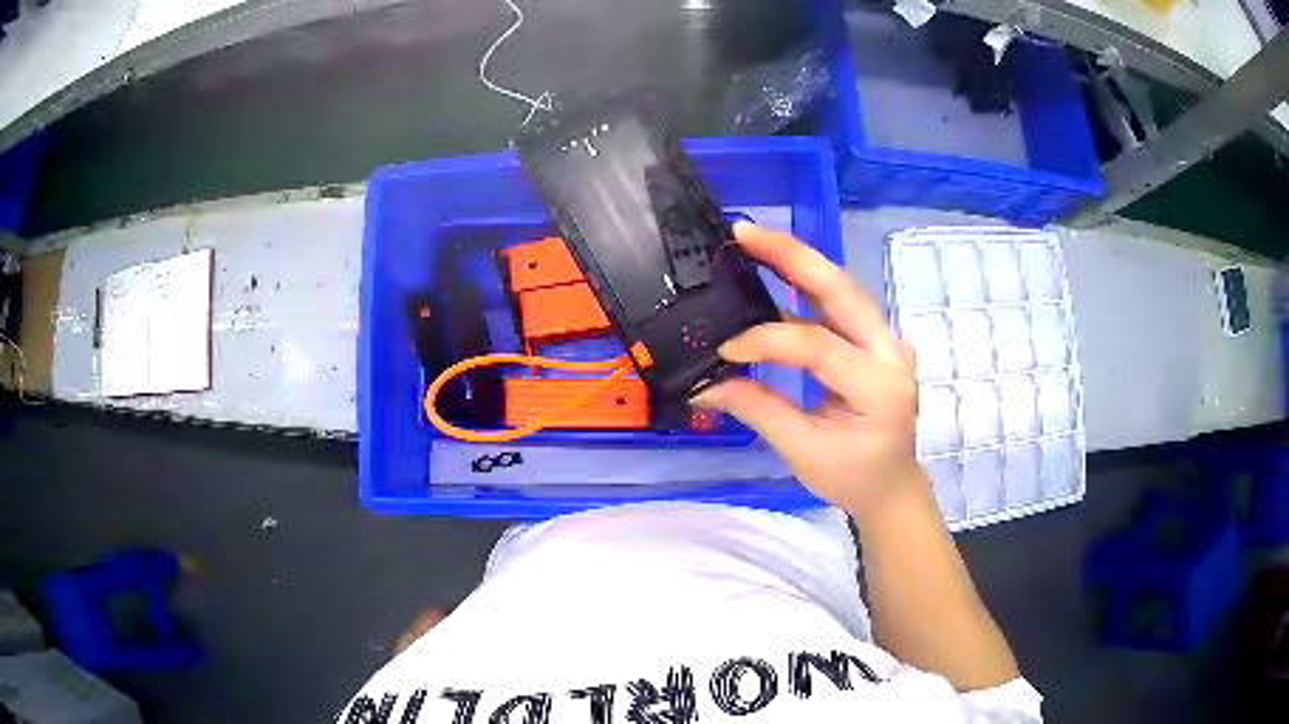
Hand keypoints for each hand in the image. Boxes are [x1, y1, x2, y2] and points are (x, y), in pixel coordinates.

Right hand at [695, 222, 925, 521]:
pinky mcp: (876, 339)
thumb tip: (705, 384)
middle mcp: (891, 352)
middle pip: (842, 291)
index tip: (725, 348)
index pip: (818, 346)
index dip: (767, 340)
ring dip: (798, 261)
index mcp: (878, 387)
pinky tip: (775, 269)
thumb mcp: (803, 452)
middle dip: (792, 256)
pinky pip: (840, 303)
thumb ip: (758, 409)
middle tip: (744, 232)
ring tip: (754, 239)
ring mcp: (888, 340)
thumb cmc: (852, 477)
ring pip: (842, 288)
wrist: (891, 484)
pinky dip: (806, 284)